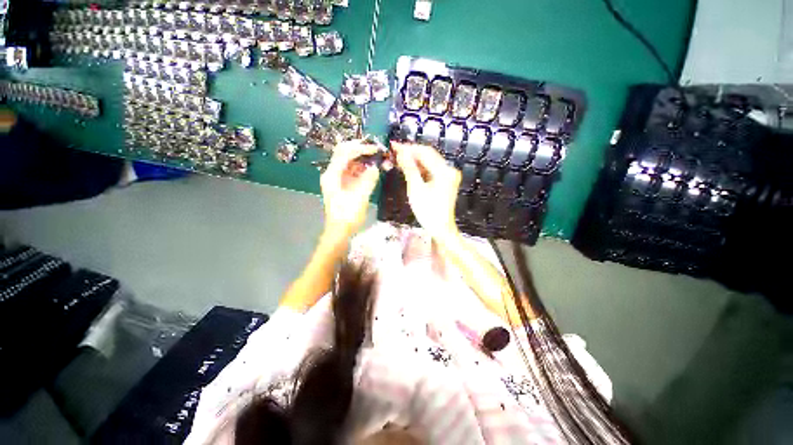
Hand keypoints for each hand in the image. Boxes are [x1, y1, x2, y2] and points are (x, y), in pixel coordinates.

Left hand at [320, 140, 380, 242]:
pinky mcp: (342, 184)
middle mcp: (332, 174)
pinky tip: (372, 169)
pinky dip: (362, 168)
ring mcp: (337, 179)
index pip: (345, 153)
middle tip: (377, 150)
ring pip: (349, 162)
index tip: (376, 149)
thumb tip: (376, 167)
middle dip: (361, 150)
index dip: (361, 148)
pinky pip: (352, 171)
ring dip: (362, 159)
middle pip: (345, 153)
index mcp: (332, 175)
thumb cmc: (347, 217)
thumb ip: (368, 181)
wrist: (339, 231)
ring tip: (377, 159)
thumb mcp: (359, 199)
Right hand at [393, 142, 461, 241]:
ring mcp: (448, 175)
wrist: (440, 228)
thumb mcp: (416, 189)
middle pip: (428, 155)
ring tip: (399, 158)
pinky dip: (420, 168)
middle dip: (411, 152)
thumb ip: (409, 168)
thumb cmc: (428, 211)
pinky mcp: (445, 181)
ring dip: (415, 160)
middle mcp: (449, 170)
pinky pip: (431, 170)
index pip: (425, 152)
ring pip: (429, 162)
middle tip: (394, 151)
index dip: (409, 148)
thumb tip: (401, 152)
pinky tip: (409, 167)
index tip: (394, 145)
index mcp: (444, 171)